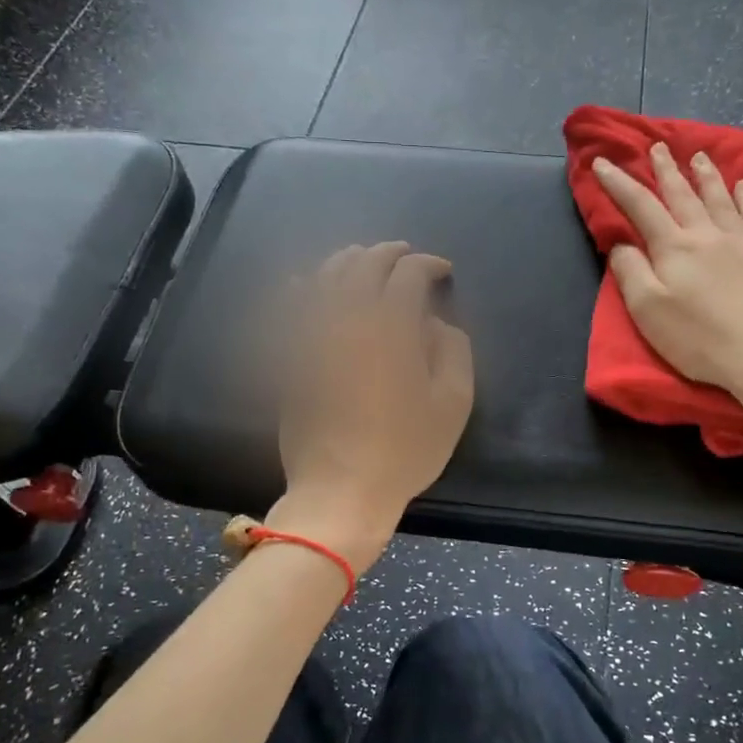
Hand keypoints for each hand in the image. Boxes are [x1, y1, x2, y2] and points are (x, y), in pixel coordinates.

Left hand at [271, 242, 474, 571]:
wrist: (341, 489)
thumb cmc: (405, 450)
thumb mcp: (453, 403)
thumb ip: (453, 350)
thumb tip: (434, 322)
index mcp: (392, 325)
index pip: (409, 274)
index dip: (429, 264)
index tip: (443, 272)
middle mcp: (348, 317)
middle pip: (365, 264)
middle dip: (389, 253)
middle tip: (406, 257)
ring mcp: (312, 334)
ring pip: (325, 277)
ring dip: (349, 261)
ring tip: (364, 261)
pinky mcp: (290, 355)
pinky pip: (289, 308)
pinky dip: (300, 287)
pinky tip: (303, 283)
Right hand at [593, 144, 742, 433]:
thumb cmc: (700, 339)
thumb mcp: (648, 311)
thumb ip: (631, 272)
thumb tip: (621, 243)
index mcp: (673, 248)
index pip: (640, 206)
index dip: (619, 183)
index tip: (603, 162)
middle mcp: (707, 233)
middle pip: (682, 194)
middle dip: (666, 169)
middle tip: (658, 147)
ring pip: (720, 197)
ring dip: (705, 174)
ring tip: (698, 155)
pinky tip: (742, 185)